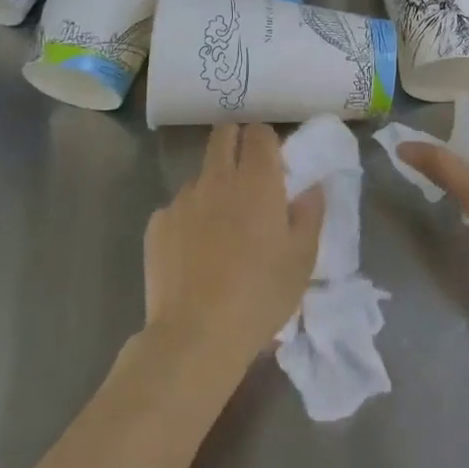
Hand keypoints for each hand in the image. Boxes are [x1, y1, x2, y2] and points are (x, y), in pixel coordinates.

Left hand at [144, 123, 324, 375]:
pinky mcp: (157, 224)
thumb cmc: (260, 295)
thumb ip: (310, 214)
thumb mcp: (302, 259)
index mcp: (257, 181)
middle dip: (235, 142)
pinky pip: (178, 208)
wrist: (196, 335)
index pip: (259, 132)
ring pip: (200, 175)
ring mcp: (182, 199)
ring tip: (221, 229)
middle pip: (223, 135)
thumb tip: (311, 187)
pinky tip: (195, 253)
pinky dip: (189, 219)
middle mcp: (216, 179)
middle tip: (247, 175)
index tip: (274, 162)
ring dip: (213, 187)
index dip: (266, 141)